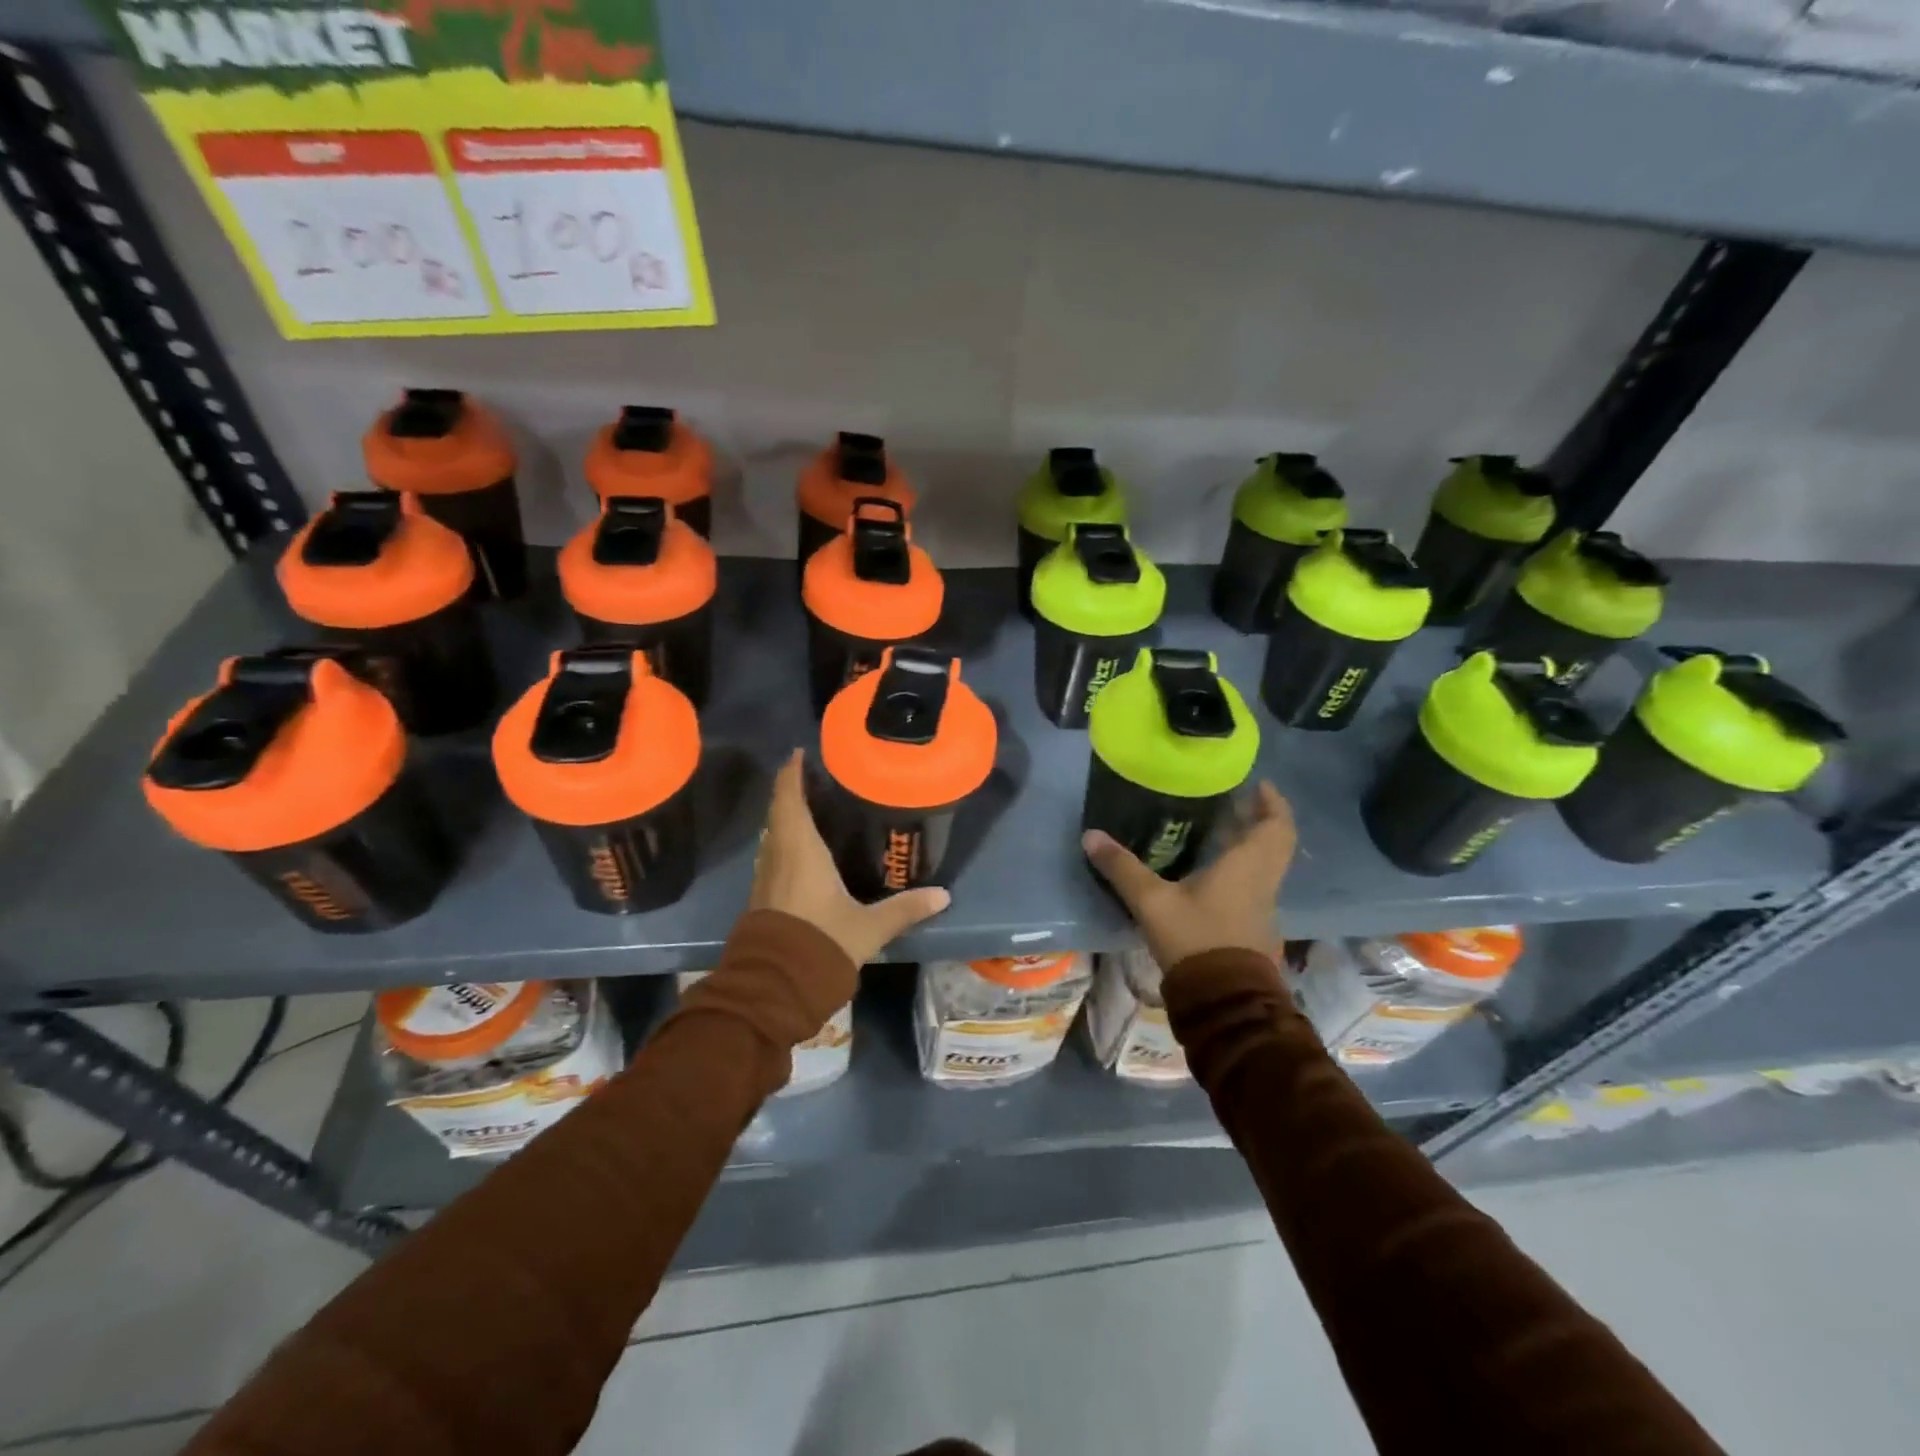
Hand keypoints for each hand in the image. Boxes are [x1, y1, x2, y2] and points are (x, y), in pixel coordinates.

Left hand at [750, 749, 951, 964]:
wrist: (774, 987)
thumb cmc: (821, 944)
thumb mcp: (868, 927)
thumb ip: (904, 909)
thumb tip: (943, 895)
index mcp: (800, 851)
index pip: (789, 799)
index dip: (791, 773)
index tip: (799, 753)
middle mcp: (777, 856)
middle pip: (779, 813)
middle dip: (792, 792)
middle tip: (815, 777)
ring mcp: (765, 878)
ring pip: (773, 835)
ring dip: (786, 818)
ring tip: (811, 807)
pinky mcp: (762, 898)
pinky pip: (773, 856)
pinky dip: (785, 842)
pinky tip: (803, 851)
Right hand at [1083, 781, 1295, 971]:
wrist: (1224, 1000)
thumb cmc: (1196, 939)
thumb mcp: (1152, 902)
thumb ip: (1123, 868)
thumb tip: (1091, 836)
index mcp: (1247, 866)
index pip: (1276, 826)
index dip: (1272, 802)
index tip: (1258, 783)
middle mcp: (1262, 881)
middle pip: (1276, 842)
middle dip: (1260, 819)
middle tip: (1235, 802)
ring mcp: (1261, 906)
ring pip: (1266, 864)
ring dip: (1251, 843)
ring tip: (1220, 828)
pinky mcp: (1252, 926)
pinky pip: (1255, 883)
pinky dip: (1242, 867)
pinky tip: (1212, 869)